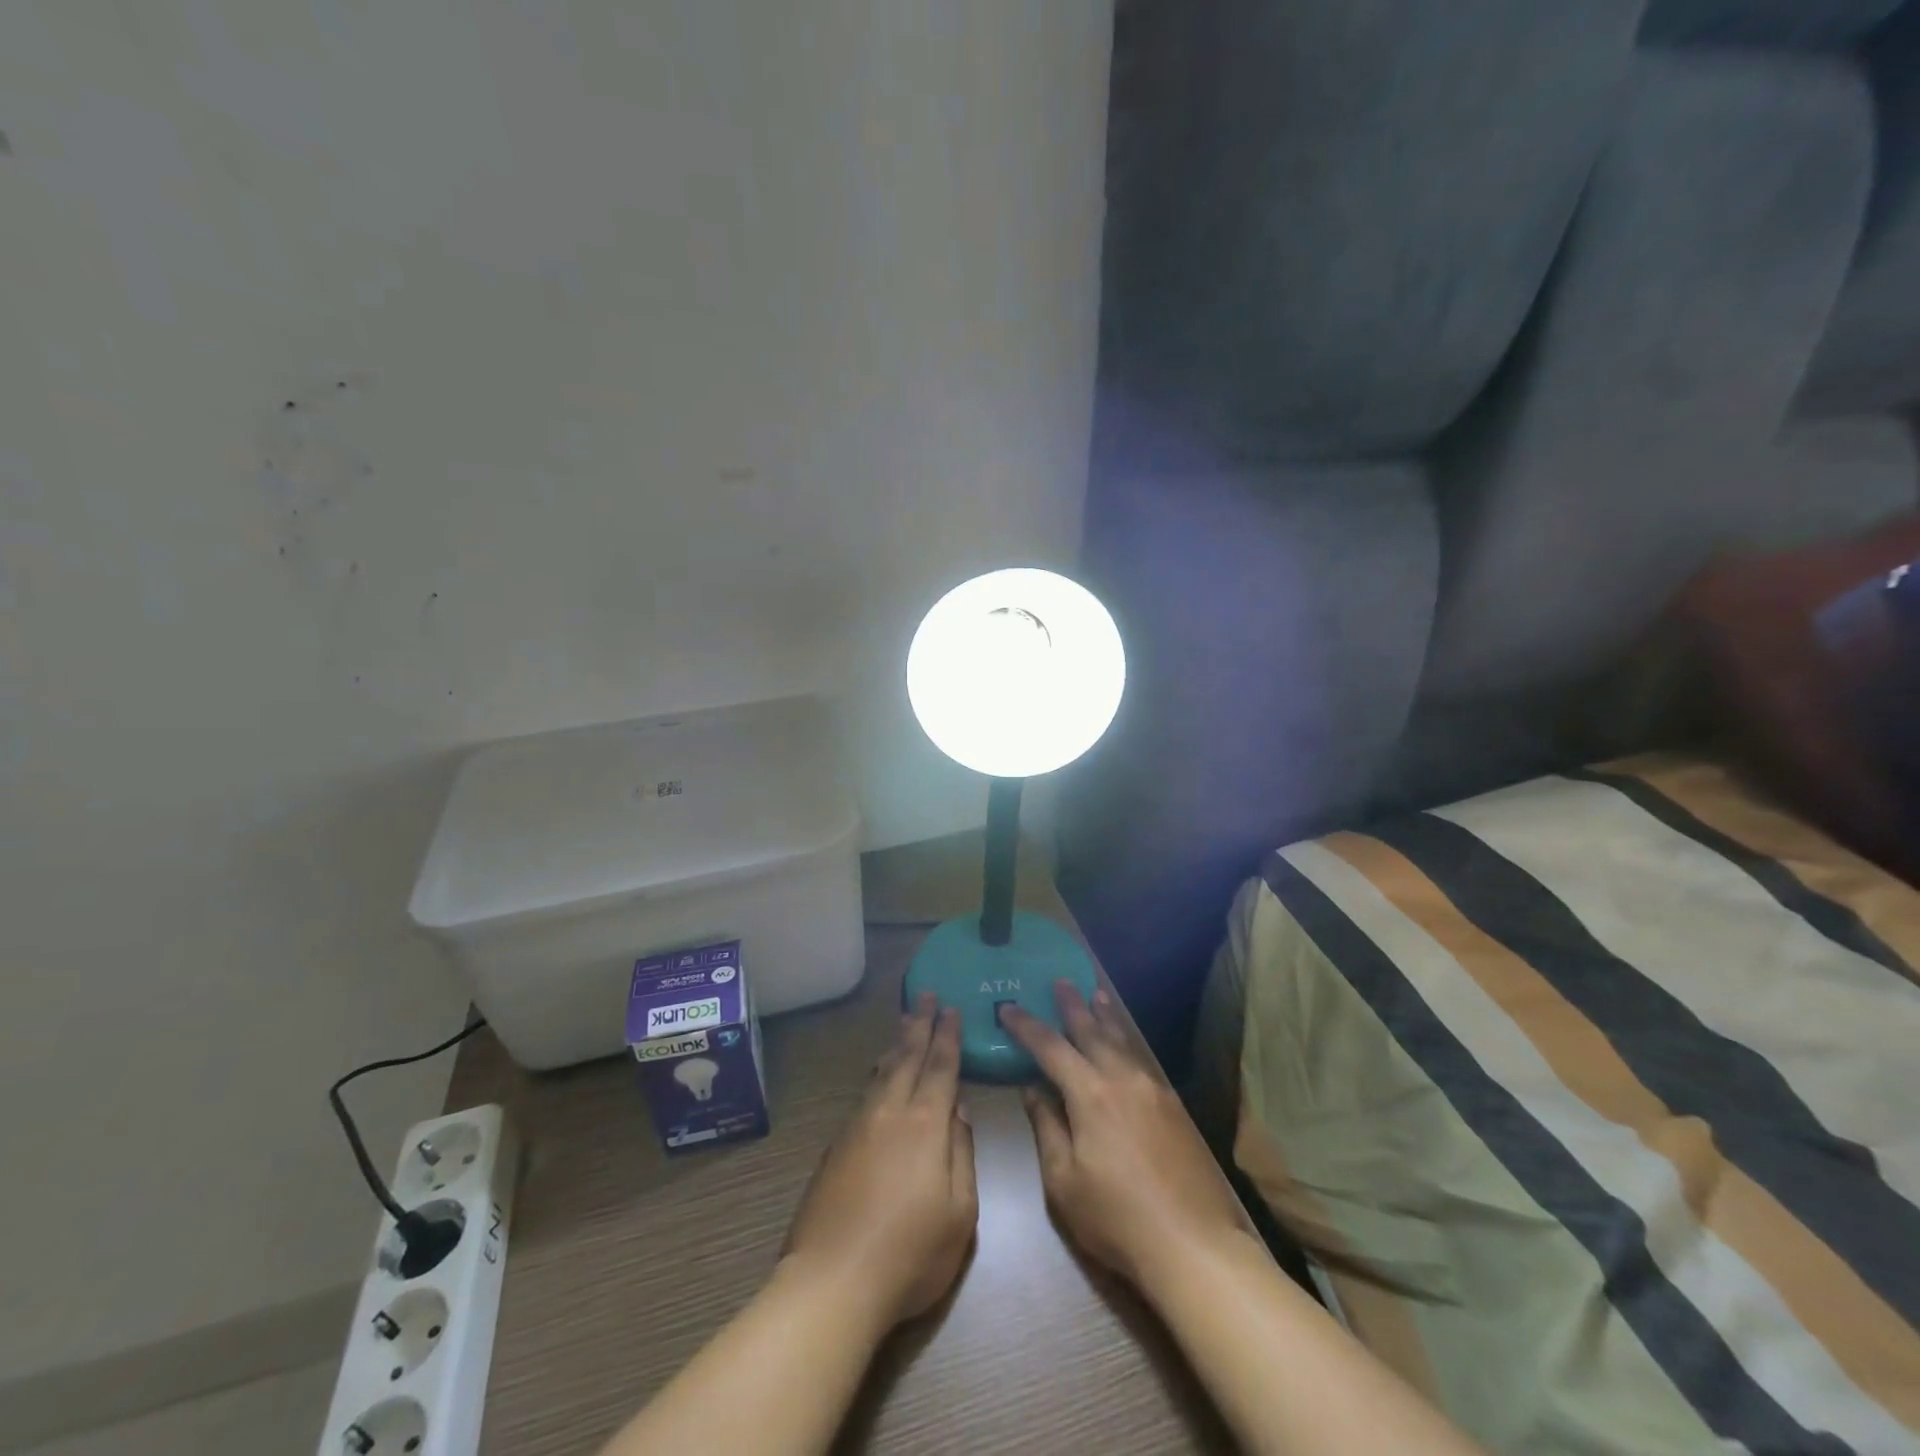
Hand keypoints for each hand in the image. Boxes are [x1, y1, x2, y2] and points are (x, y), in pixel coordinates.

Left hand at [782, 993, 977, 1329]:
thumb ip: (962, 1153)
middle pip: (907, 1057)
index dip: (947, 1036)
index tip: (951, 1008)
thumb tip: (957, 1111)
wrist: (833, 1281)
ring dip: (896, 1044)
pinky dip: (877, 1073)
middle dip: (919, 1024)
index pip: (940, 1067)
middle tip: (925, 995)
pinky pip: (864, 1093)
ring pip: (882, 1072)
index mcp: (925, 1124)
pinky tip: (878, 1074)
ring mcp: (857, 1127)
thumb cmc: (910, 1254)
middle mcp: (890, 1113)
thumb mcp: (960, 1212)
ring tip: (904, 1022)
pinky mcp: (835, 1146)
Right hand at [1000, 982, 1245, 1294]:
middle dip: (1072, 1006)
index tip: (1008, 1007)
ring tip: (1095, 995)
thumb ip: (1047, 1128)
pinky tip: (1123, 1044)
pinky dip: (1125, 1042)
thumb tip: (1033, 1089)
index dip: (1026, 1025)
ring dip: (1104, 1017)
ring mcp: (1152, 1090)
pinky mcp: (1173, 1107)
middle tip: (1060, 981)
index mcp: (1090, 1094)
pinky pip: (1140, 1060)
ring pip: (1122, 1041)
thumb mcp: (1063, 1181)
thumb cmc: (1116, 1218)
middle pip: (1092, 1032)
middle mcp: (1122, 1079)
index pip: (1050, 1047)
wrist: (1192, 1245)